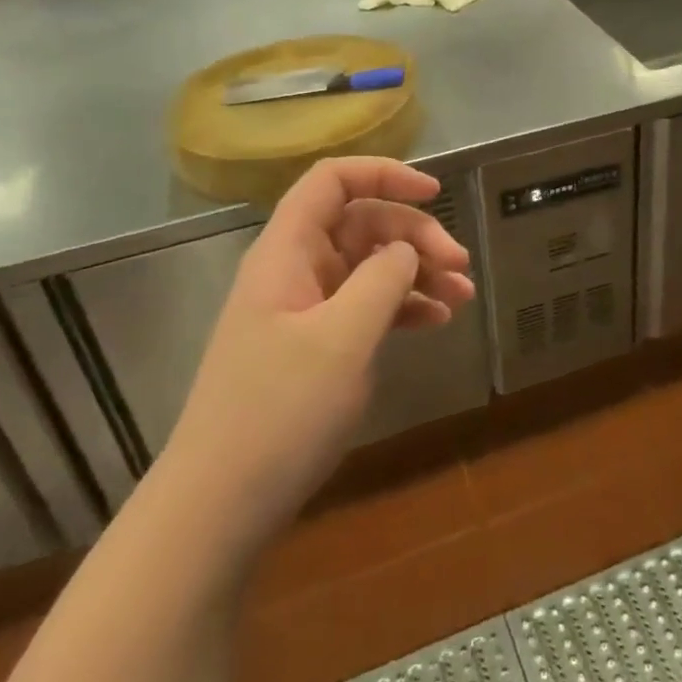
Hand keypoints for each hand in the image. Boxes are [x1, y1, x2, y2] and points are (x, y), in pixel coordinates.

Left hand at [166, 157, 474, 564]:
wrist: (219, 506)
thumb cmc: (279, 413)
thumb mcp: (342, 339)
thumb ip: (382, 279)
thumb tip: (406, 248)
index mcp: (287, 252)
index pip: (332, 181)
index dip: (384, 174)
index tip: (435, 194)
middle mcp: (294, 270)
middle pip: (360, 223)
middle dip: (414, 234)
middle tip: (460, 265)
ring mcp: (303, 310)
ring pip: (368, 266)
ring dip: (416, 271)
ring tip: (462, 295)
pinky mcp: (313, 346)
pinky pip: (364, 306)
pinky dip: (402, 306)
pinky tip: (436, 320)